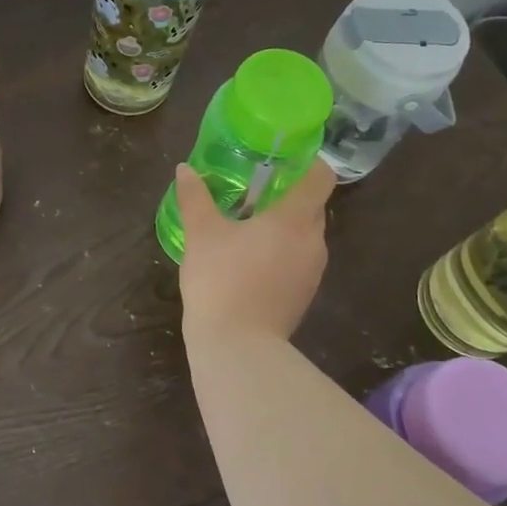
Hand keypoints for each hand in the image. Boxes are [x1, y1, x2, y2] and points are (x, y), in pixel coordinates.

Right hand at [176, 158, 336, 344]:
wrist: (237, 348)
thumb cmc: (221, 280)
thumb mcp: (201, 233)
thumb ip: (195, 197)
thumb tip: (185, 170)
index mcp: (295, 219)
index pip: (321, 177)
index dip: (307, 162)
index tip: (282, 157)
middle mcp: (314, 242)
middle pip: (312, 205)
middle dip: (287, 193)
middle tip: (253, 187)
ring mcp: (312, 272)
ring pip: (305, 235)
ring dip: (283, 225)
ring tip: (248, 222)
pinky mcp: (304, 295)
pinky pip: (298, 259)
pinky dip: (281, 251)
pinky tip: (249, 257)